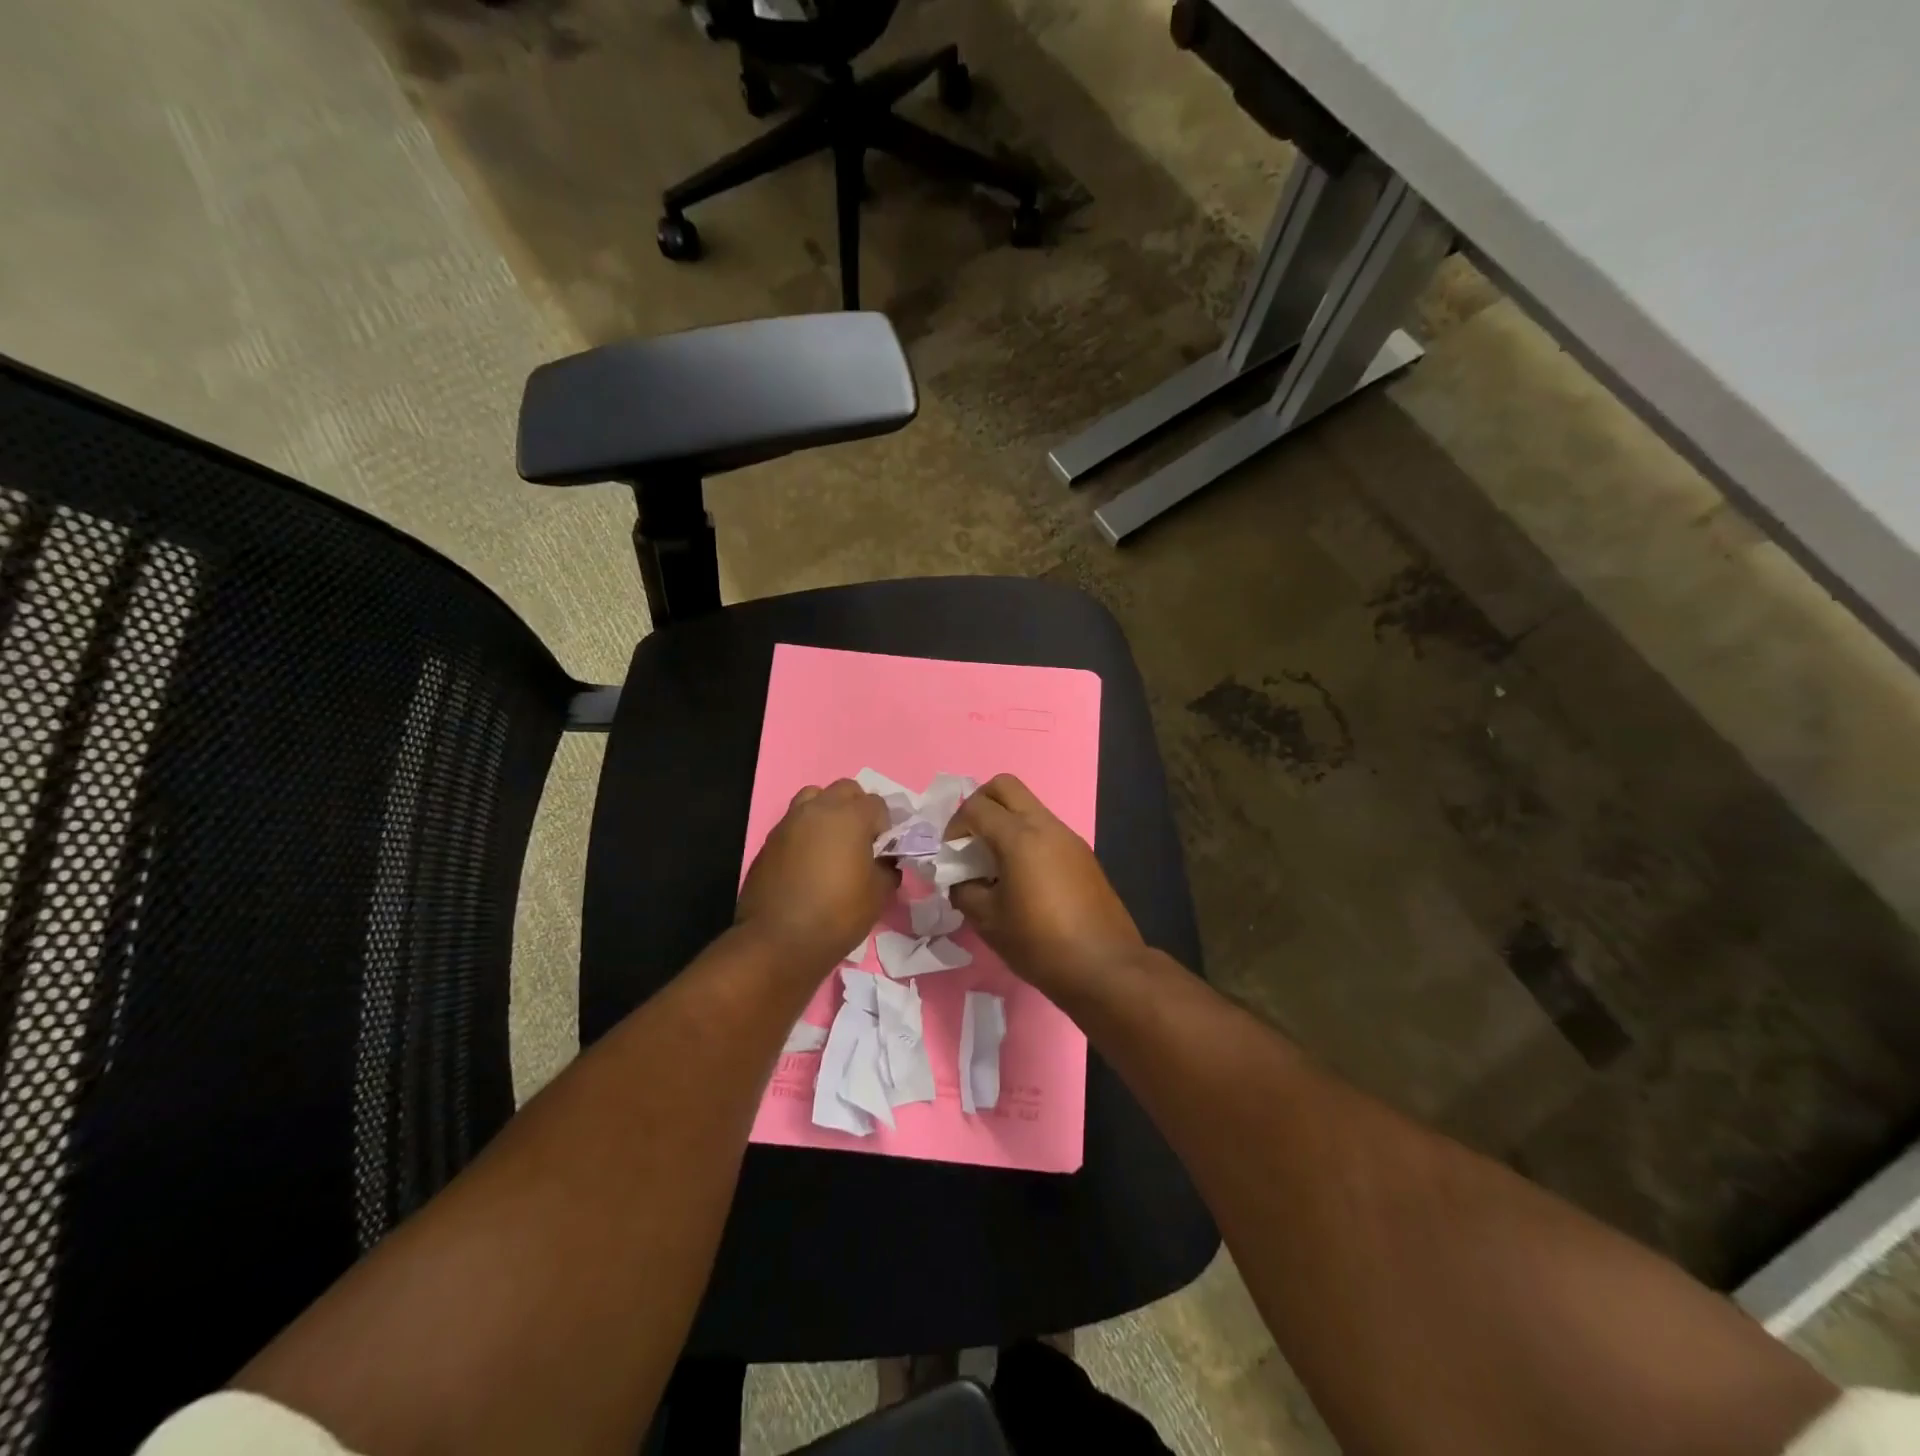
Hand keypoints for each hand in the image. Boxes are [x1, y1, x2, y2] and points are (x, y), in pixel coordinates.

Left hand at [737, 780, 897, 972]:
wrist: (778, 941)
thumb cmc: (837, 914)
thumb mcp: (878, 894)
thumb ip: (887, 868)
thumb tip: (886, 862)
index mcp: (850, 816)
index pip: (877, 804)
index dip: (885, 826)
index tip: (883, 851)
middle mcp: (818, 809)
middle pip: (845, 790)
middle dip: (857, 808)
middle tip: (861, 841)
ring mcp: (789, 821)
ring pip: (814, 798)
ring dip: (828, 812)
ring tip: (832, 844)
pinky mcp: (770, 840)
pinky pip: (795, 822)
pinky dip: (806, 831)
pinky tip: (809, 861)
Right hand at [949, 774, 1142, 996]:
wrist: (1105, 967)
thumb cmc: (1040, 944)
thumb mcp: (988, 921)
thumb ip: (964, 890)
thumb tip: (961, 880)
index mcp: (1020, 837)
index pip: (976, 807)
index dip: (954, 826)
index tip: (951, 856)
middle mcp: (1046, 826)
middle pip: (1005, 786)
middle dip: (979, 804)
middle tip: (970, 841)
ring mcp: (1069, 837)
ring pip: (1029, 807)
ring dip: (1005, 822)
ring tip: (994, 865)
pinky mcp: (1083, 855)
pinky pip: (1046, 830)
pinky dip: (1026, 839)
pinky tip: (1022, 878)